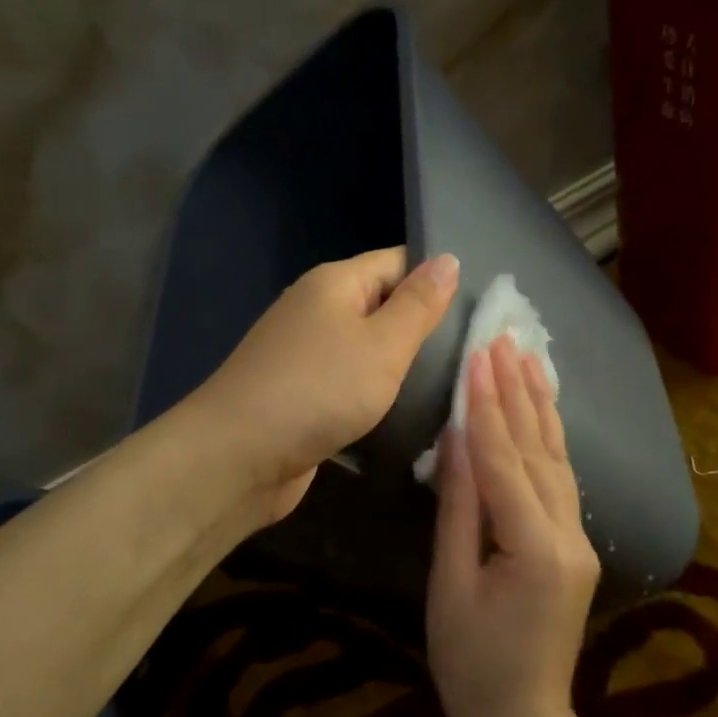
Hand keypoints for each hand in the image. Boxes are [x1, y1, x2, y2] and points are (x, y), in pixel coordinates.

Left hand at [192, 248, 459, 522]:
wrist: (237, 457)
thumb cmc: (317, 391)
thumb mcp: (382, 344)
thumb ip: (418, 305)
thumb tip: (447, 258)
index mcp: (334, 284)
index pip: (397, 262)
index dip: (436, 279)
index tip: (480, 309)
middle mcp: (317, 312)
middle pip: (382, 307)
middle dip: (424, 329)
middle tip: (476, 354)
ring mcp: (306, 356)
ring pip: (368, 351)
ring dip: (402, 368)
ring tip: (455, 386)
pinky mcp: (303, 397)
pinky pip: (350, 385)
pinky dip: (376, 397)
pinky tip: (410, 416)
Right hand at [427, 335, 600, 716]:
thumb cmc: (470, 664)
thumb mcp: (450, 584)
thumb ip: (458, 508)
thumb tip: (457, 439)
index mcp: (534, 549)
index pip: (505, 462)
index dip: (488, 407)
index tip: (477, 355)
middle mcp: (568, 536)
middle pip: (538, 451)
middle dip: (517, 392)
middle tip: (503, 337)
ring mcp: (579, 540)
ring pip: (558, 460)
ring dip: (540, 406)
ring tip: (529, 356)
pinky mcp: (576, 546)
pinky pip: (562, 481)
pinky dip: (550, 439)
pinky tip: (545, 410)